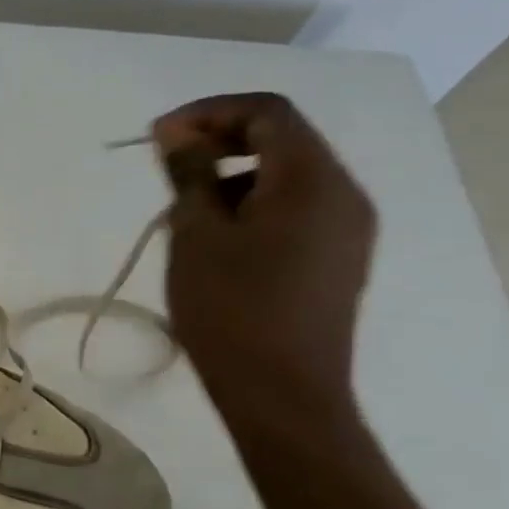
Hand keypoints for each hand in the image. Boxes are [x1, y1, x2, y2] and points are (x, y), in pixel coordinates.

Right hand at [152, 93, 375, 415]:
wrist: (283, 397)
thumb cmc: (232, 310)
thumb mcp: (197, 235)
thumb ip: (190, 174)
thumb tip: (178, 133)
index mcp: (313, 180)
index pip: (268, 113)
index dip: (210, 112)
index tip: (159, 136)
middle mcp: (345, 194)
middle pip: (284, 140)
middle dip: (222, 142)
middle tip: (169, 165)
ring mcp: (348, 231)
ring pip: (289, 177)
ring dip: (235, 177)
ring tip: (185, 212)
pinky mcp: (339, 261)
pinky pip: (297, 211)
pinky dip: (255, 206)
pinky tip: (218, 242)